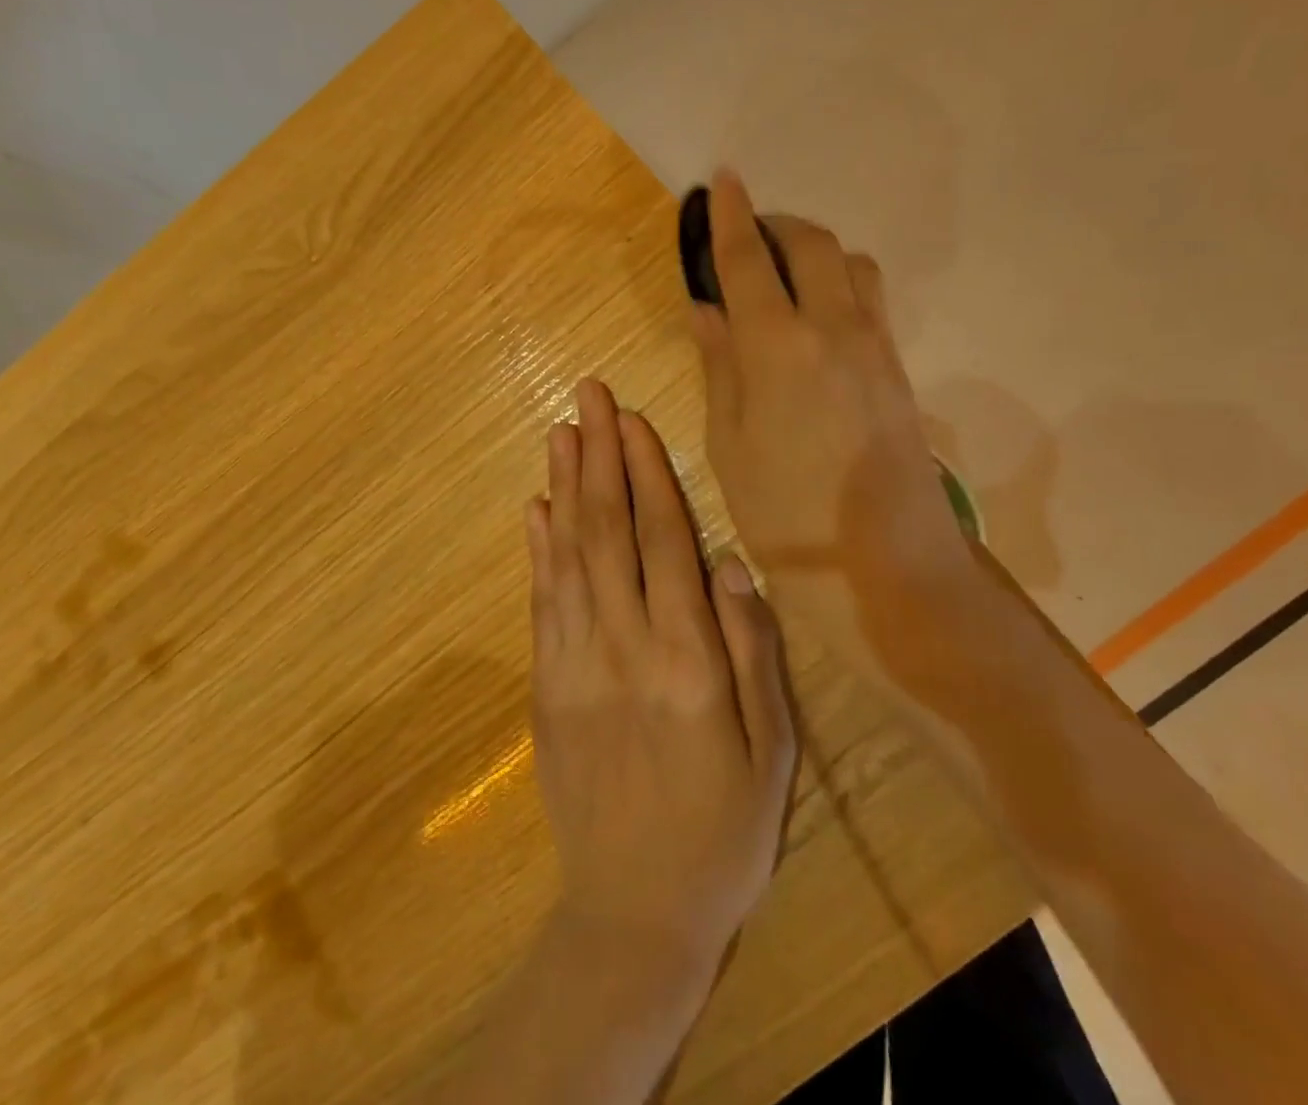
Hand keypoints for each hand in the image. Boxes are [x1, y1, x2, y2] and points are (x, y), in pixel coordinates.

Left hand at [525, 378, 795, 979]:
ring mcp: (573, 664)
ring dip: (563, 486)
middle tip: (587, 395)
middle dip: (598, 455)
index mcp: (686, 658)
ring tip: (561, 430)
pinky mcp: (545, 685)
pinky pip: (540, 602)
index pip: (662, 540)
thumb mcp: (772, 750)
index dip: (646, 472)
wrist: (634, 911)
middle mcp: (623, 646)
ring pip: (566, 554)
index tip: (632, 419)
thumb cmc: (722, 831)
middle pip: (606, 530)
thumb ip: (751, 651)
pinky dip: (537, 548)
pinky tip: (536, 507)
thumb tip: (729, 563)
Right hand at [688, 171, 1000, 693]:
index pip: (749, 260)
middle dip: (777, 224)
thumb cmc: (785, 513)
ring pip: (850, 264)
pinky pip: (869, 298)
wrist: (885, 565)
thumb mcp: (729, 444)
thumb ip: (719, 365)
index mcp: (778, 347)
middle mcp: (833, 329)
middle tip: (746, 234)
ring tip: (782, 273)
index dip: (730, 216)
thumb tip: (706, 309)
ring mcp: (875, 346)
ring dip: (814, 250)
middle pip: (812, 244)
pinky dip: (838, 282)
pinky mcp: (898, 368)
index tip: (720, 180)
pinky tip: (815, 314)